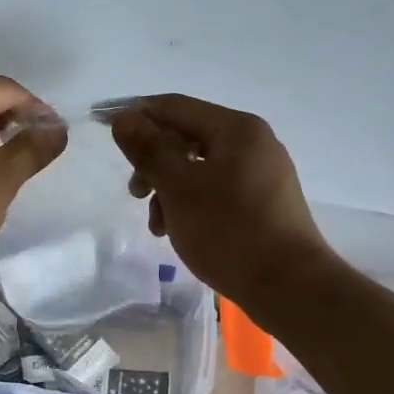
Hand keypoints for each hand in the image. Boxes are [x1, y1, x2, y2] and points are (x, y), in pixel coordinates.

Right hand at [110, 94, 329, 311]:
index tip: (104, 129)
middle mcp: (253, 142)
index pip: (174, 106)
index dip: (136, 114)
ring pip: (200, 167)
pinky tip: (179, 231)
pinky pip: (217, 189)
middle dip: (153, 162)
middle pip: (187, 137)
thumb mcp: (179, 188)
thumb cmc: (229, 232)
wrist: (289, 286)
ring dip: (169, 189)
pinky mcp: (264, 202)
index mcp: (236, 129)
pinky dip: (191, 203)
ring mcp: (262, 173)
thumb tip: (124, 117)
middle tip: (135, 193)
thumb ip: (148, 149)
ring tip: (157, 225)